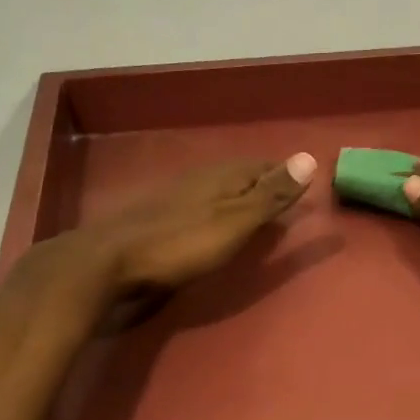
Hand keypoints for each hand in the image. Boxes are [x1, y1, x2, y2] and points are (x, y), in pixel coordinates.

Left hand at [69, 153, 318, 295]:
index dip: (283, 175)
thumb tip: (309, 158)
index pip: (262, 166)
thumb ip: (269, 195)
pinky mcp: (157, 218)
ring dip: (237, 198)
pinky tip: (211, 227)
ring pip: (217, 190)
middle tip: (282, 200)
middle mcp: (199, 179)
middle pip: (239, 176)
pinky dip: (215, 213)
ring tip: (253, 213)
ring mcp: (175, 197)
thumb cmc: (180, 244)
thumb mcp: (234, 222)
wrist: (110, 261)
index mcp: (222, 176)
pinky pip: (198, 207)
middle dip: (261, 185)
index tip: (303, 186)